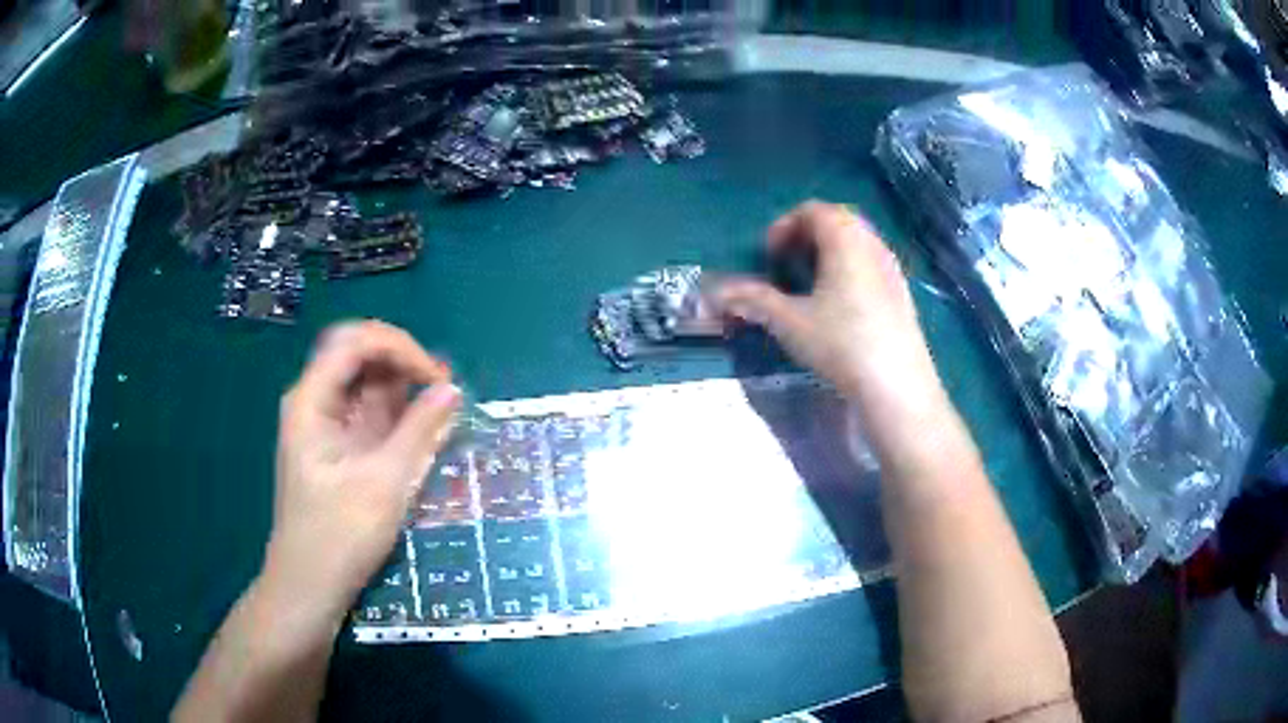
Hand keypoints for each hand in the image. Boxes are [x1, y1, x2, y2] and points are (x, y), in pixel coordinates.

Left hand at [265, 321, 460, 615]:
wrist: (309, 587)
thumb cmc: (339, 535)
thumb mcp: (385, 482)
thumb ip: (420, 431)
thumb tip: (452, 389)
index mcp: (312, 401)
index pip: (354, 343)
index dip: (399, 347)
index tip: (437, 377)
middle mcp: (315, 403)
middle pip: (357, 355)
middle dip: (401, 361)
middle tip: (441, 385)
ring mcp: (326, 426)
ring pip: (365, 383)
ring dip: (402, 387)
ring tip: (440, 405)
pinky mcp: (338, 448)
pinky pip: (368, 414)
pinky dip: (397, 414)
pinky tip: (422, 427)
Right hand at [714, 202, 947, 429]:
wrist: (897, 385)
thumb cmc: (841, 342)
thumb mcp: (790, 321)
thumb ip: (753, 300)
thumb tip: (716, 293)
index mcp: (845, 238)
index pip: (812, 210)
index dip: (784, 227)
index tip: (769, 258)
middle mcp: (872, 243)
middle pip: (836, 221)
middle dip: (806, 238)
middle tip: (787, 267)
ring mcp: (892, 267)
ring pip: (856, 243)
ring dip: (828, 255)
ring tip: (810, 287)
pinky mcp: (902, 292)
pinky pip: (870, 264)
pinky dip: (849, 270)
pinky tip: (840, 308)